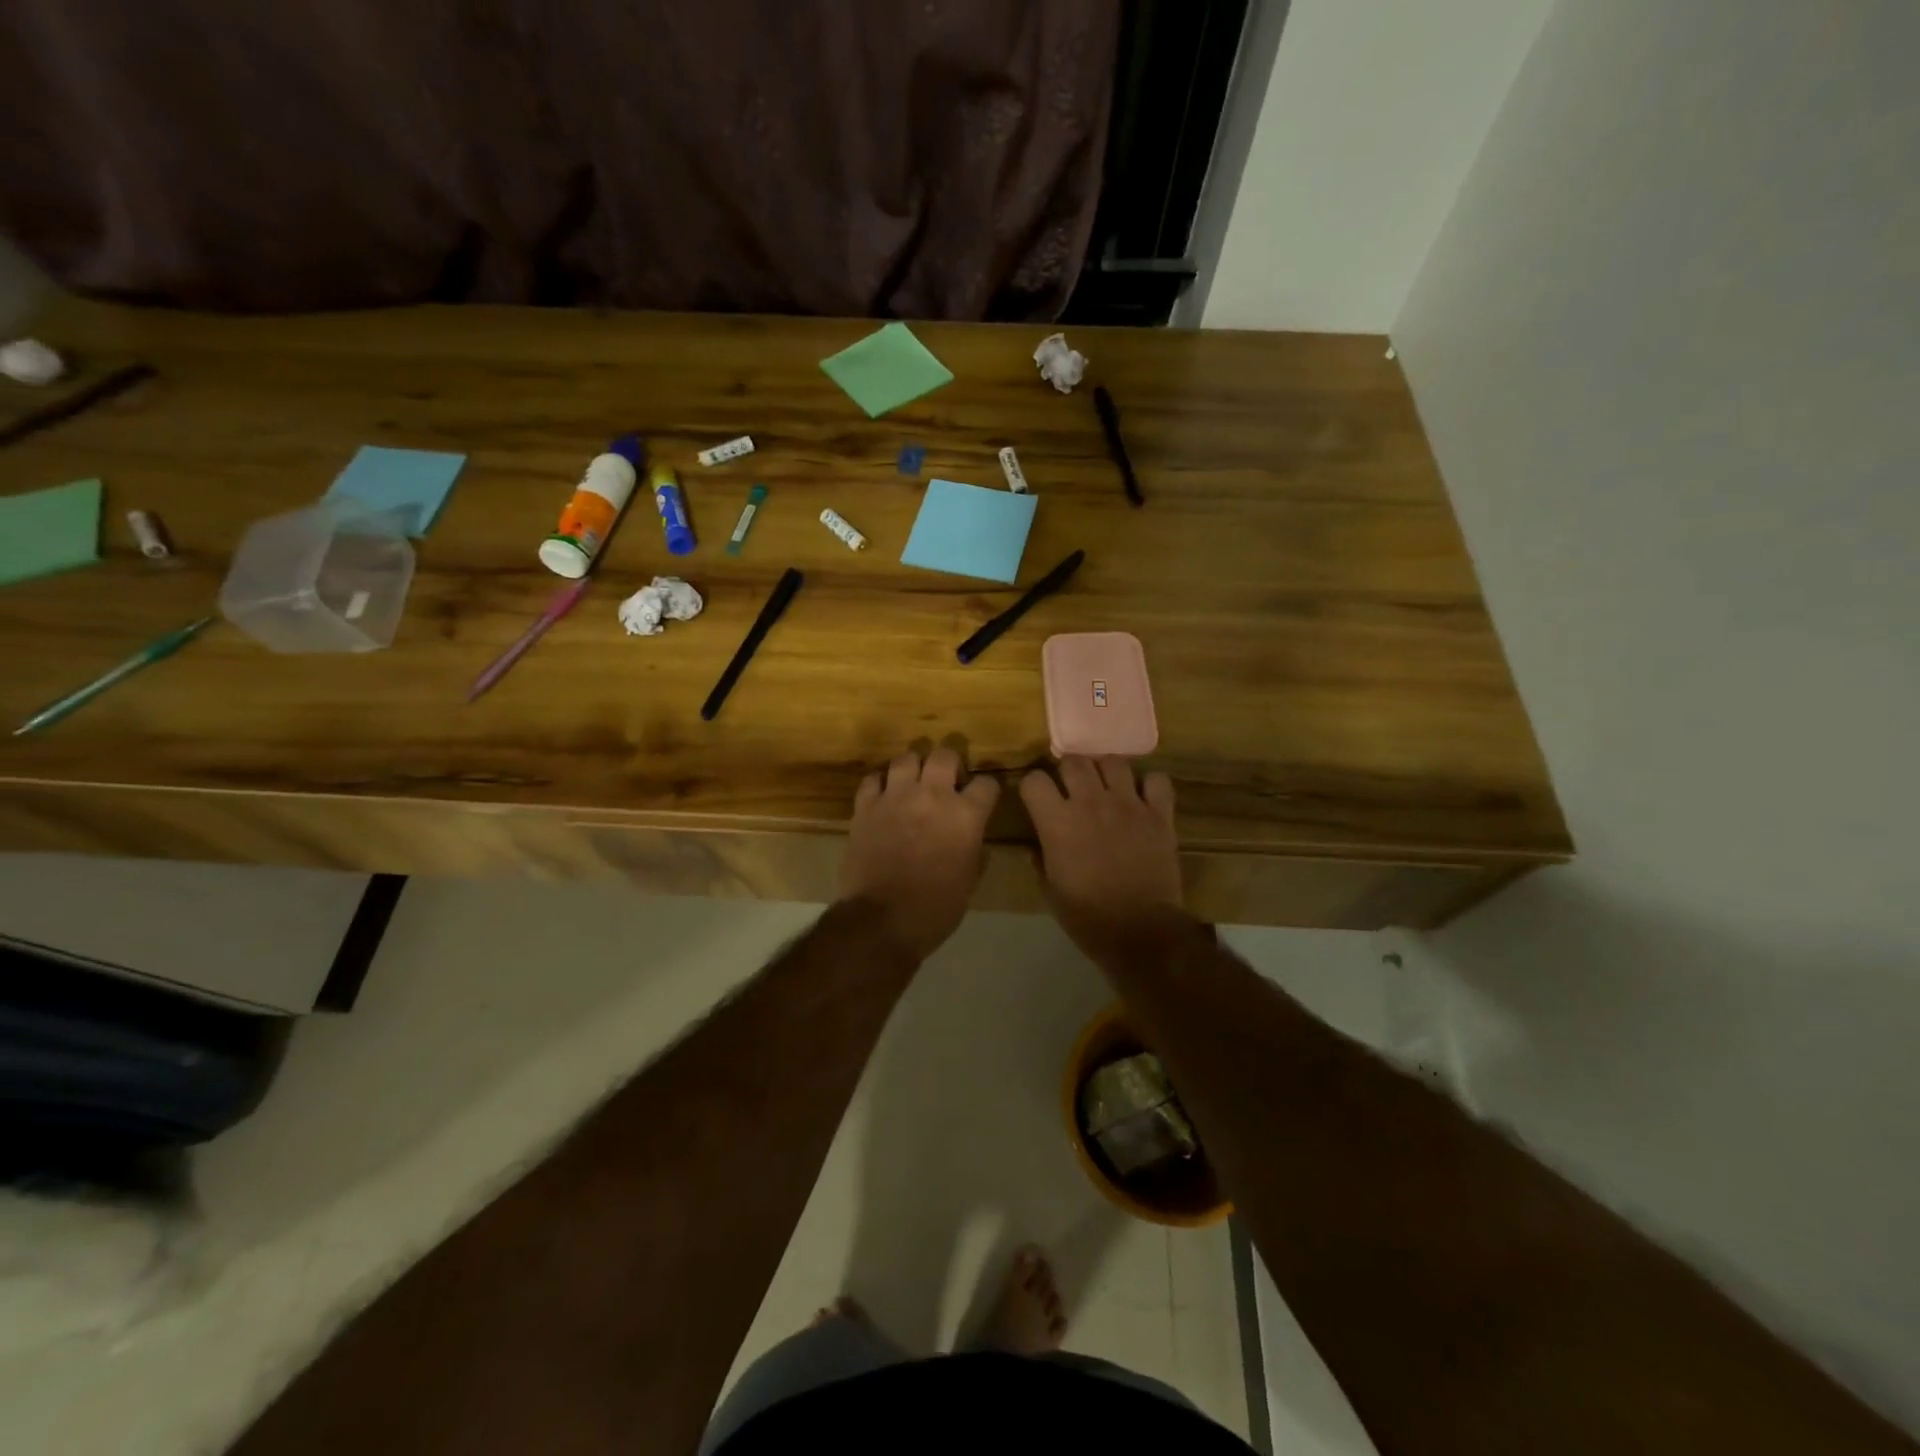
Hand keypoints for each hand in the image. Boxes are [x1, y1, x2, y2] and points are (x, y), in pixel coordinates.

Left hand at [839, 746, 999, 960]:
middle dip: (951, 763)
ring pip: (907, 758)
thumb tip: (972, 836)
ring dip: (914, 767)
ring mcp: (896, 797)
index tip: (983, 798)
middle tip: (947, 780)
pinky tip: (885, 795)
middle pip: (945, 755)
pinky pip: (873, 778)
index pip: (987, 784)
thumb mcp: (969, 880)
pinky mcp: (866, 806)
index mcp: (966, 815)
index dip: (987, 790)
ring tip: (914, 782)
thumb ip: (973, 848)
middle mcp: (933, 795)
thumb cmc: (935, 908)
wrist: (881, 921)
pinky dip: (882, 783)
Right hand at [1020, 757, 1185, 965]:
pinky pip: (1156, 780)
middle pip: (1074, 760)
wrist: (1140, 931)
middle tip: (1073, 790)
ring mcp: (1128, 804)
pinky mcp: (1159, 814)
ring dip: (1106, 772)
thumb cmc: (1087, 916)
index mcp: (1057, 822)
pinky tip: (1144, 799)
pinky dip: (1150, 785)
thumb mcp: (1050, 890)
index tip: (1038, 800)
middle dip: (1069, 772)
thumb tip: (1037, 844)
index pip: (1034, 780)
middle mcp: (1090, 802)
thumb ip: (1040, 858)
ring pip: (1114, 761)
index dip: (1033, 788)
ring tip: (1107, 789)